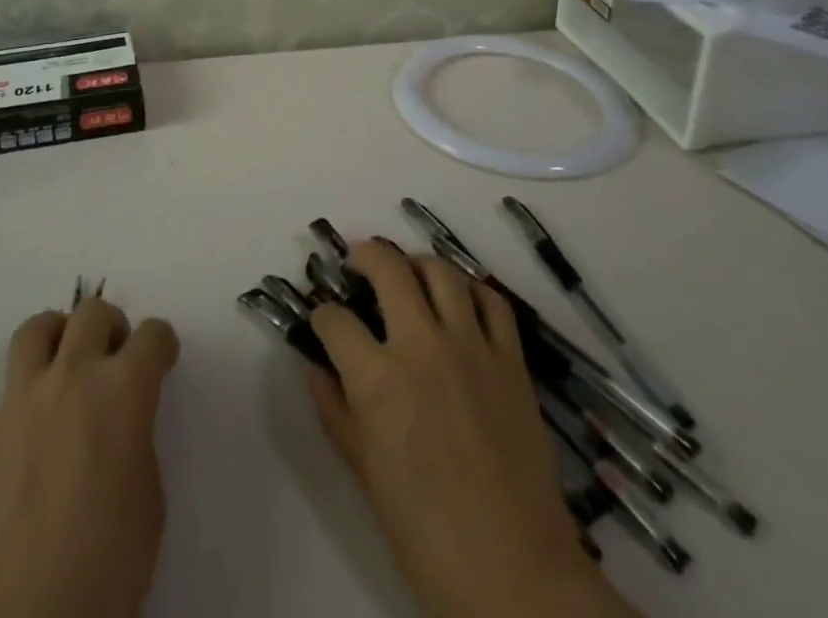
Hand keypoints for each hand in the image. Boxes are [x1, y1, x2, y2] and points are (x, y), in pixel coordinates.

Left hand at [0, 298, 180, 617]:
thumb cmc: (108, 565)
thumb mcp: (149, 497)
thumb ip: (135, 440)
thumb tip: (121, 426)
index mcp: (123, 389)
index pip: (153, 336)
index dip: (162, 344)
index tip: (161, 359)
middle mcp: (71, 377)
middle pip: (91, 315)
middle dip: (109, 325)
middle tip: (113, 354)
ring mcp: (17, 405)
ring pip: (31, 334)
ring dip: (50, 331)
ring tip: (58, 348)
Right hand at [306, 240, 638, 617]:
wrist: (514, 572)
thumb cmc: (426, 534)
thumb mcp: (365, 474)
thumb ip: (335, 411)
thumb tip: (313, 366)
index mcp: (378, 379)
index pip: (335, 320)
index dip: (322, 314)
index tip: (322, 319)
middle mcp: (421, 345)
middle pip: (388, 268)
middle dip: (364, 255)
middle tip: (358, 260)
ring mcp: (471, 346)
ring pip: (441, 271)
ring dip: (417, 263)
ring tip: (408, 272)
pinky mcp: (511, 359)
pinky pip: (493, 302)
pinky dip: (473, 291)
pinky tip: (462, 300)